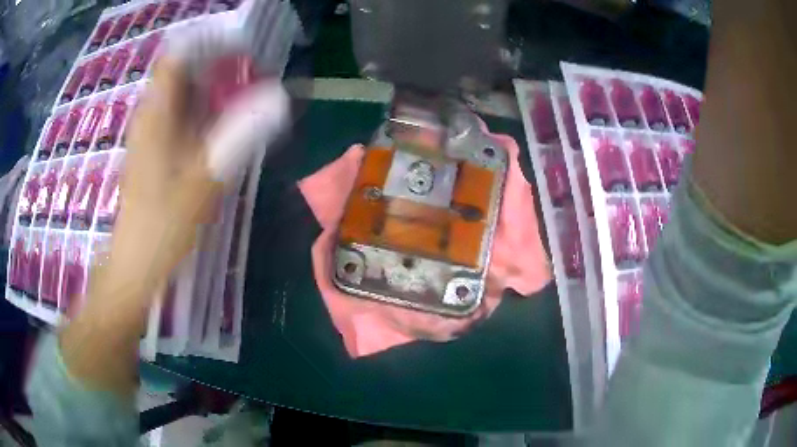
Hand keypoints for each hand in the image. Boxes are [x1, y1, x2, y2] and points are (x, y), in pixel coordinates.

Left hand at [60, 52, 288, 396]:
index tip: (240, 56)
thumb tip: (278, 99)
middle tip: (248, 83)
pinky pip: (177, 119)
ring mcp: (149, 135)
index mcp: (157, 115)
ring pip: (180, 97)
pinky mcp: (152, 152)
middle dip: (215, 70)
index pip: (178, 57)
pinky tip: (216, 134)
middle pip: (181, 74)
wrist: (136, 266)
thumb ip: (239, 135)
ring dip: (209, 93)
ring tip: (239, 105)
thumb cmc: (164, 226)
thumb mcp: (204, 180)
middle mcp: (150, 117)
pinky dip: (199, 115)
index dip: (208, 48)